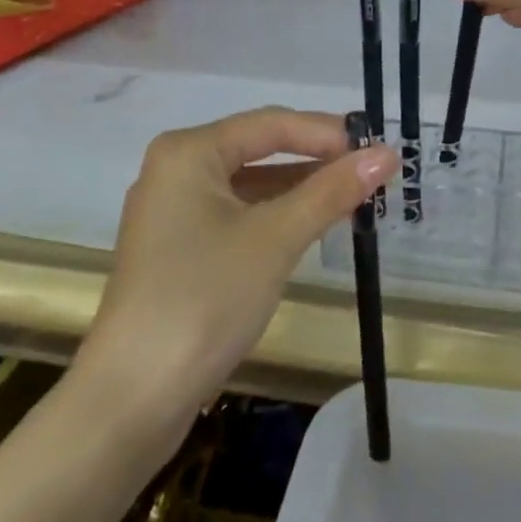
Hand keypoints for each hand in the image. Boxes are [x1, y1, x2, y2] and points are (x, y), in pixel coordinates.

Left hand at [82, 109, 397, 425]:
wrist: (133, 398)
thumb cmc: (205, 299)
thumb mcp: (276, 238)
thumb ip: (332, 191)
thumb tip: (387, 154)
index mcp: (189, 152)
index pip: (271, 123)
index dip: (328, 133)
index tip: (378, 150)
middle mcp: (176, 170)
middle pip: (260, 149)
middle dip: (316, 160)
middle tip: (372, 173)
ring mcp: (174, 212)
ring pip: (251, 185)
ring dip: (300, 190)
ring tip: (355, 198)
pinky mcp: (179, 250)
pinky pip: (238, 215)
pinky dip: (277, 217)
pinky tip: (313, 227)